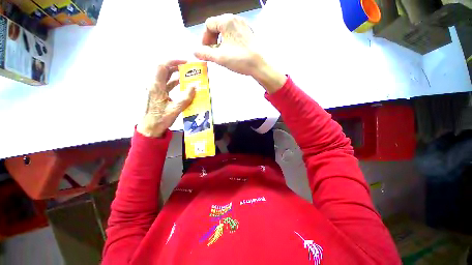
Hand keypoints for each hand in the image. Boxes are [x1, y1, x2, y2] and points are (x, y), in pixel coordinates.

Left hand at [137, 60, 195, 137]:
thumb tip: (194, 87)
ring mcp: (156, 89)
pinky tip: (183, 84)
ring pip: (166, 77)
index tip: (185, 62)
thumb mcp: (175, 109)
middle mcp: (154, 85)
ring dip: (176, 74)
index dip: (173, 61)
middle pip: (164, 70)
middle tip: (189, 68)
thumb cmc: (160, 119)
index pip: (162, 66)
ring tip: (188, 75)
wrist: (150, 128)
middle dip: (176, 66)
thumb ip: (185, 98)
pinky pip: (167, 84)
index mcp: (156, 86)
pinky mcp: (158, 94)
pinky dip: (175, 82)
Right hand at [194, 14, 286, 93]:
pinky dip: (229, 41)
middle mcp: (235, 19)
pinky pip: (234, 34)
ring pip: (226, 31)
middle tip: (213, 53)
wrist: (259, 65)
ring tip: (221, 54)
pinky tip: (231, 52)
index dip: (204, 38)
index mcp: (226, 21)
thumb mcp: (219, 57)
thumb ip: (205, 53)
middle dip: (212, 40)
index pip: (208, 25)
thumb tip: (194, 52)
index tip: (206, 51)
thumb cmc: (239, 59)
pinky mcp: (249, 33)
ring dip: (220, 41)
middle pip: (217, 26)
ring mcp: (243, 25)